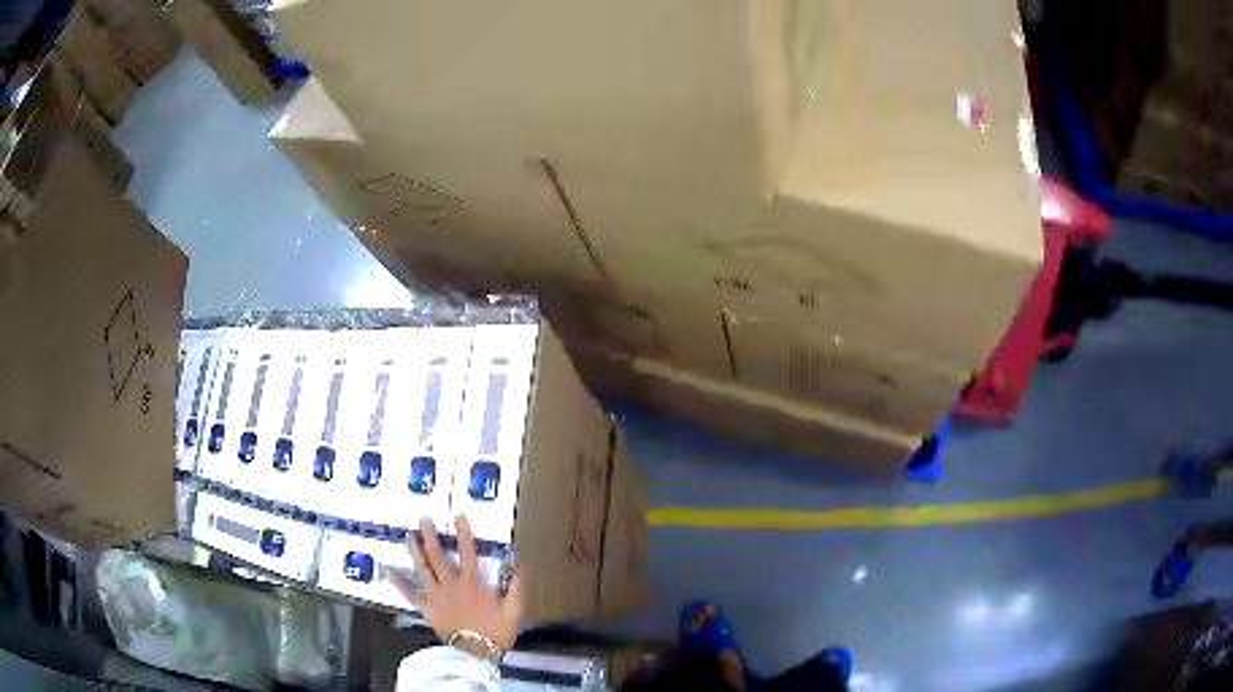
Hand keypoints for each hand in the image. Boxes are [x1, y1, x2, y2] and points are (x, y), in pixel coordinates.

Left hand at [390, 515, 523, 651]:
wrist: (476, 654)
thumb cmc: (497, 631)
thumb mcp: (514, 609)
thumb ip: (516, 585)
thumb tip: (518, 562)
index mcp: (473, 582)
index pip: (468, 552)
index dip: (464, 533)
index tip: (459, 516)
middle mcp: (451, 584)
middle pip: (437, 556)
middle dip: (430, 536)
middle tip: (423, 520)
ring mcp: (436, 596)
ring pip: (422, 569)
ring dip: (414, 551)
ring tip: (409, 536)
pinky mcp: (427, 608)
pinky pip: (410, 594)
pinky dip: (399, 583)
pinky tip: (389, 571)